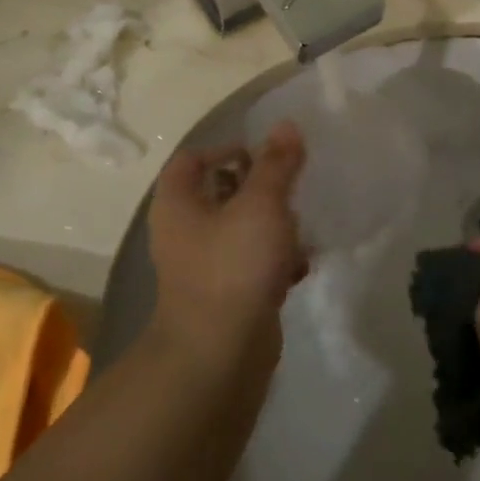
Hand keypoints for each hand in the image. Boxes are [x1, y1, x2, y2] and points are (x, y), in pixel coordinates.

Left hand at [146, 123, 307, 364]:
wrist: (219, 355)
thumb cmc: (233, 266)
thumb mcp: (261, 204)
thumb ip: (277, 163)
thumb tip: (287, 124)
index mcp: (178, 203)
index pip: (192, 159)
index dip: (226, 149)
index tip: (263, 157)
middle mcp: (183, 231)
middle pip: (220, 192)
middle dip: (259, 188)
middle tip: (289, 189)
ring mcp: (203, 265)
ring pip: (240, 229)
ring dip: (273, 224)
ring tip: (300, 226)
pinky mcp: (225, 294)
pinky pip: (251, 263)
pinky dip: (275, 260)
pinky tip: (301, 264)